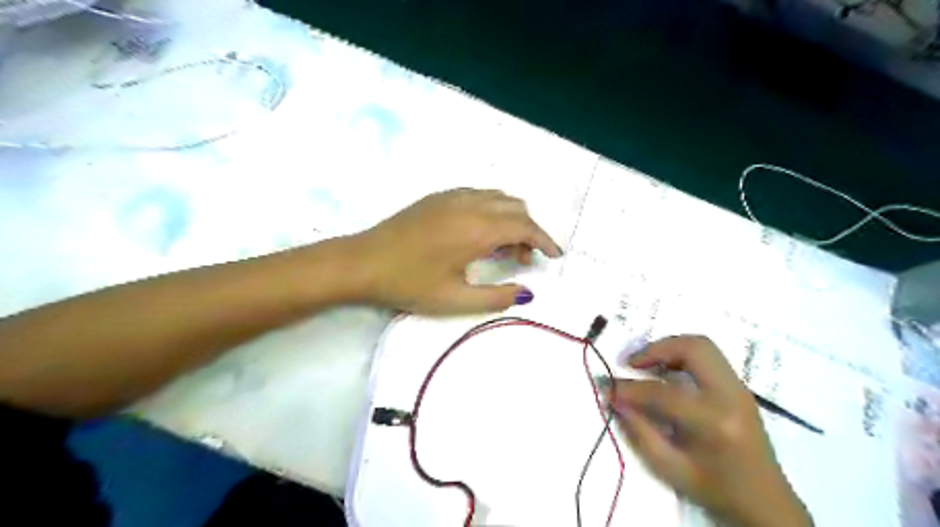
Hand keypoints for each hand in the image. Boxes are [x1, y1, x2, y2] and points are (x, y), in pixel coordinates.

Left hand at [340, 188, 555, 315]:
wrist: (362, 262)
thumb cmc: (408, 283)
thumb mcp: (455, 299)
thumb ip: (496, 297)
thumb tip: (526, 293)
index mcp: (477, 230)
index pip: (525, 227)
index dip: (544, 240)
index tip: (555, 254)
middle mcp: (470, 205)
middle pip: (516, 208)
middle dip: (529, 231)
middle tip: (523, 260)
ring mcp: (452, 196)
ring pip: (498, 198)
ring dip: (511, 218)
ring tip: (503, 248)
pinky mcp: (438, 197)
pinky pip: (479, 195)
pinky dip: (493, 209)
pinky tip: (480, 232)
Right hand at [614, 337, 812, 525]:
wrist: (767, 503)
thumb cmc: (716, 490)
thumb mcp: (669, 468)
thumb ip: (638, 430)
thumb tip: (613, 397)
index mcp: (714, 423)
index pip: (662, 392)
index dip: (629, 388)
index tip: (608, 387)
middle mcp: (730, 397)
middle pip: (692, 349)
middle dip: (655, 349)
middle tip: (631, 364)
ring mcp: (739, 388)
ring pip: (701, 345)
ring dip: (669, 348)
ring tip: (646, 364)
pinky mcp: (739, 387)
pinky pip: (707, 356)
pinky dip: (681, 356)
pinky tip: (666, 372)